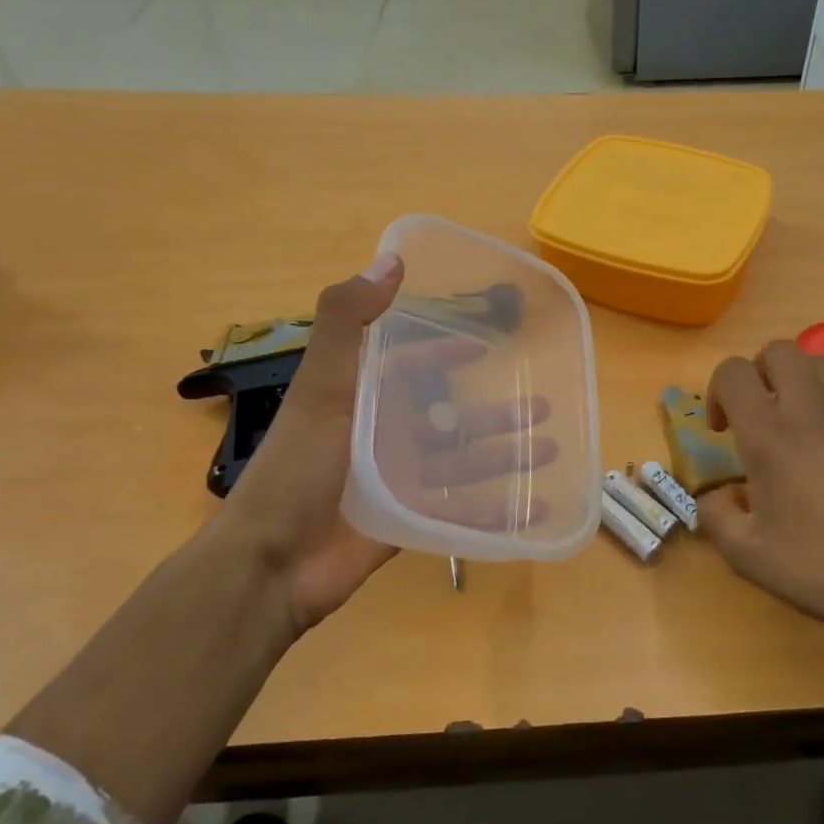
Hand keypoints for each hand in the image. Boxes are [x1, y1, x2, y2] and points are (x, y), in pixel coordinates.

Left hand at [217, 256, 560, 637]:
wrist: (273, 561)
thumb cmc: (300, 466)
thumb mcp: (322, 385)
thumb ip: (349, 321)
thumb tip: (391, 261)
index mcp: (363, 399)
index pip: (411, 366)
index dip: (446, 352)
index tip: (488, 346)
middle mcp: (383, 437)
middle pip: (449, 418)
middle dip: (494, 412)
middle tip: (542, 405)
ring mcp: (397, 483)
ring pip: (463, 464)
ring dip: (504, 456)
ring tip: (549, 448)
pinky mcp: (408, 523)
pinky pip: (460, 512)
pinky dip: (495, 511)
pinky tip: (532, 508)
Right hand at [697, 341, 823, 643]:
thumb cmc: (821, 567)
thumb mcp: (747, 555)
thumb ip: (714, 516)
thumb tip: (711, 496)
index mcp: (768, 434)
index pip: (733, 371)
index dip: (718, 390)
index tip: (723, 429)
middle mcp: (811, 411)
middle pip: (780, 350)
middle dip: (761, 372)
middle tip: (761, 413)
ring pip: (822, 365)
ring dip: (801, 383)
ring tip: (800, 424)